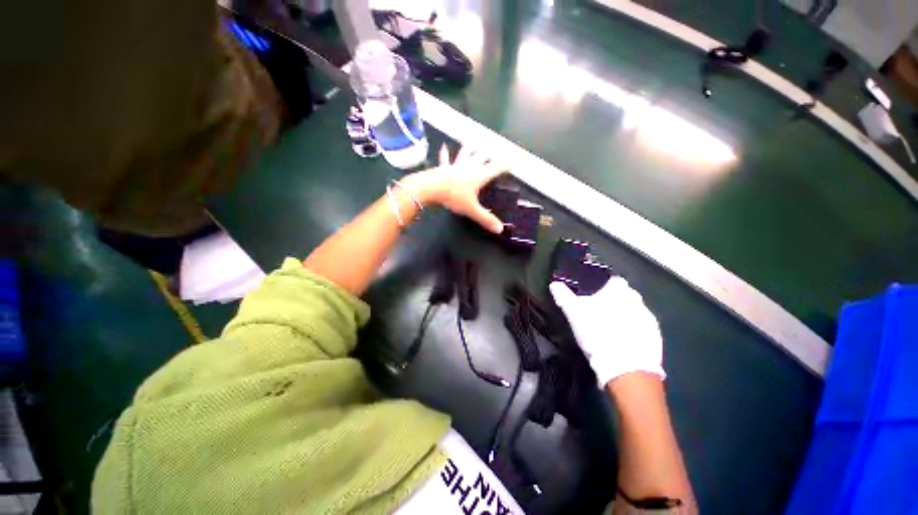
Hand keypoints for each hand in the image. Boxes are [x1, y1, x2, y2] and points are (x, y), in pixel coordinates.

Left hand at [403, 144, 506, 232]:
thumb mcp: (471, 210)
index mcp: (479, 175)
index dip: (510, 163)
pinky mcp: (444, 168)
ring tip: (475, 143)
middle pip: (483, 157)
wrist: (431, 188)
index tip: (520, 157)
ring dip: (471, 149)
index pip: (499, 167)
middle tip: (496, 152)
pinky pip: (445, 159)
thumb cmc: (453, 197)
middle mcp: (470, 167)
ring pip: (466, 153)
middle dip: (491, 154)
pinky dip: (445, 154)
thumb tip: (500, 229)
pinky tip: (443, 147)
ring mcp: (456, 165)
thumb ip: (486, 219)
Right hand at [549, 278, 664, 386]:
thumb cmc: (597, 334)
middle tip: (599, 313)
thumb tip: (554, 284)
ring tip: (610, 328)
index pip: (613, 280)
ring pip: (634, 311)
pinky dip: (634, 330)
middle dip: (614, 301)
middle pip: (625, 295)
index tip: (594, 296)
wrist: (626, 369)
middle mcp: (637, 300)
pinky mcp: (656, 337)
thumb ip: (564, 296)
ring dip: (625, 315)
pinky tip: (623, 340)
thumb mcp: (574, 314)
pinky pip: (642, 327)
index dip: (603, 287)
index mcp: (618, 291)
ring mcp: (649, 319)